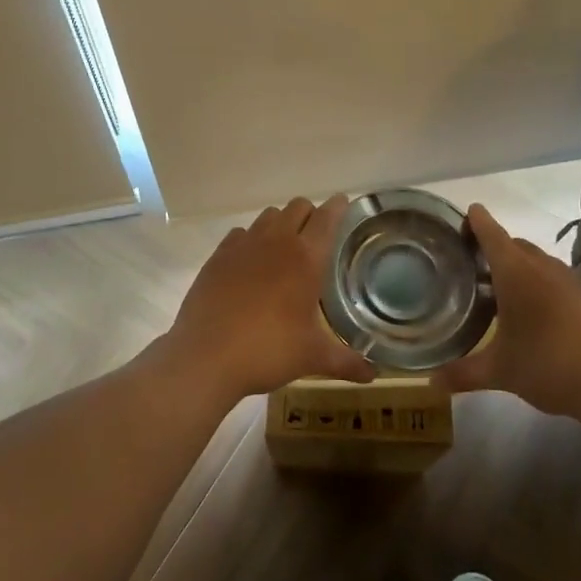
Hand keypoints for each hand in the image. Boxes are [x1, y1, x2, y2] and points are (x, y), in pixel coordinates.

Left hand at [158, 195, 375, 405]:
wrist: (206, 356)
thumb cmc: (268, 351)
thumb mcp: (312, 357)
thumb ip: (346, 361)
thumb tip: (374, 375)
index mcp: (306, 258)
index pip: (328, 217)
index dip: (339, 207)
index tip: (344, 204)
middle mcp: (277, 241)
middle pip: (298, 206)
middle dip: (310, 214)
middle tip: (316, 235)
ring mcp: (244, 245)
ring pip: (269, 216)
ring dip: (281, 224)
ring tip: (284, 249)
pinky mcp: (219, 255)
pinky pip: (240, 234)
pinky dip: (250, 240)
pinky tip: (250, 263)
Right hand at [434, 204, 580, 423]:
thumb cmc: (549, 365)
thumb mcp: (500, 372)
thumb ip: (463, 373)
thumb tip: (430, 383)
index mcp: (516, 273)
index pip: (491, 234)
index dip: (477, 221)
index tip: (466, 213)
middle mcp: (543, 268)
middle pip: (515, 245)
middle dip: (494, 247)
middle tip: (473, 262)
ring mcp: (571, 281)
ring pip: (538, 262)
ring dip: (519, 267)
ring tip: (501, 288)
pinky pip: (557, 280)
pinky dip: (541, 285)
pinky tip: (537, 313)